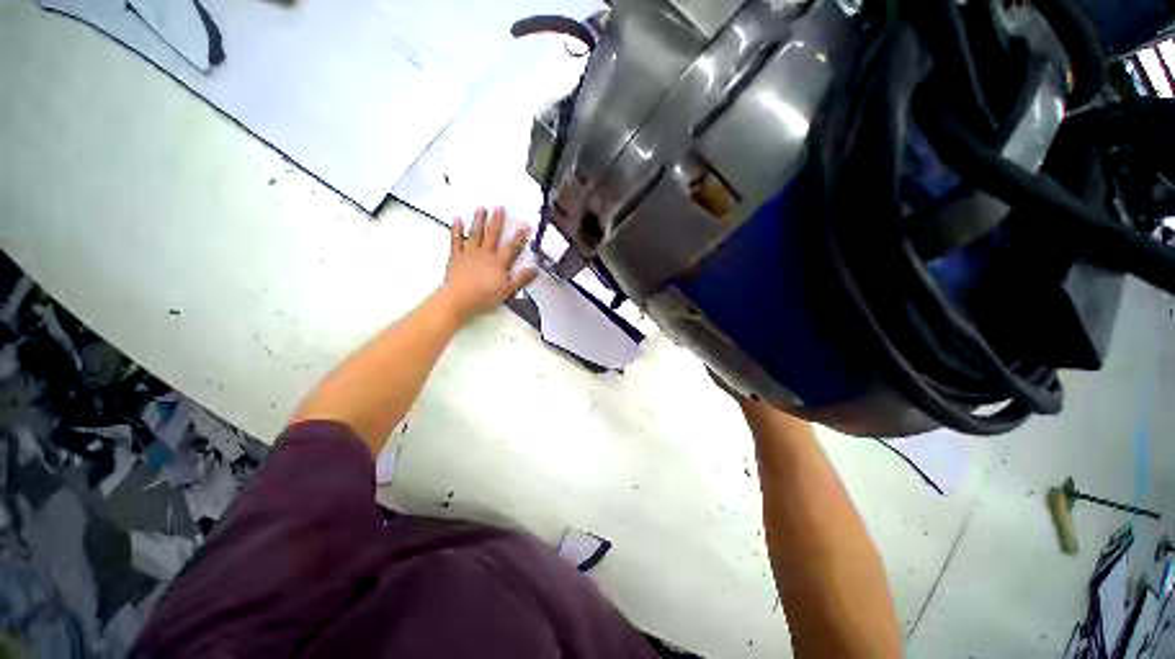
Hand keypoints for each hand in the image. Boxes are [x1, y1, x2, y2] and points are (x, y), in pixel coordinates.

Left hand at [440, 207, 538, 323]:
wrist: (459, 298)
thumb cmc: (485, 296)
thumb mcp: (508, 290)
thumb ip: (521, 279)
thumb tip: (535, 269)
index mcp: (499, 262)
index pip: (512, 247)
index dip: (519, 237)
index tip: (525, 226)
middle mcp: (485, 254)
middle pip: (493, 235)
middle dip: (497, 221)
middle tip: (499, 208)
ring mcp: (469, 253)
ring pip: (476, 234)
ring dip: (479, 221)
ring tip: (481, 208)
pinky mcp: (456, 257)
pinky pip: (456, 241)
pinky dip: (457, 230)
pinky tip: (457, 220)